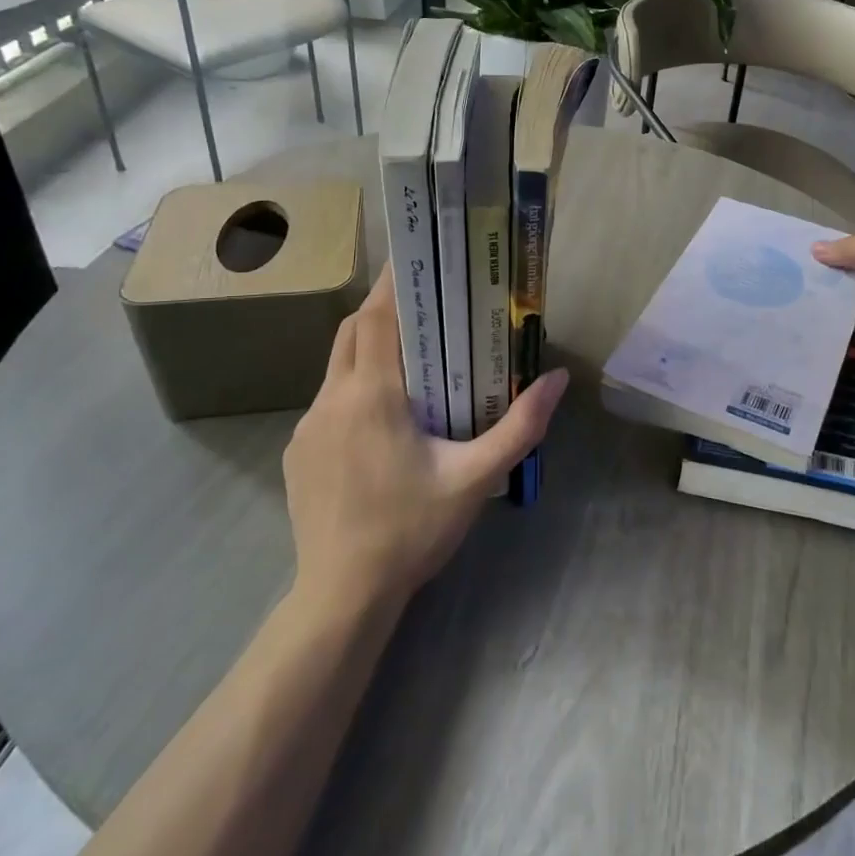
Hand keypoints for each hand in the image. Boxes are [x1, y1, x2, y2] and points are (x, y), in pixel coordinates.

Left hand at [282, 266, 568, 610]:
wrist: (343, 596)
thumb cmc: (412, 529)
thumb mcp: (476, 478)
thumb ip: (520, 426)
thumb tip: (557, 379)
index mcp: (372, 396)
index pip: (377, 318)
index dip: (394, 284)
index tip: (417, 260)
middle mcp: (331, 400)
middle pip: (351, 331)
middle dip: (383, 308)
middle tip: (424, 303)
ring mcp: (307, 426)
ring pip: (336, 364)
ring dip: (367, 347)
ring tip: (409, 356)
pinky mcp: (297, 452)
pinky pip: (327, 399)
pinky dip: (352, 385)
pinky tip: (381, 417)